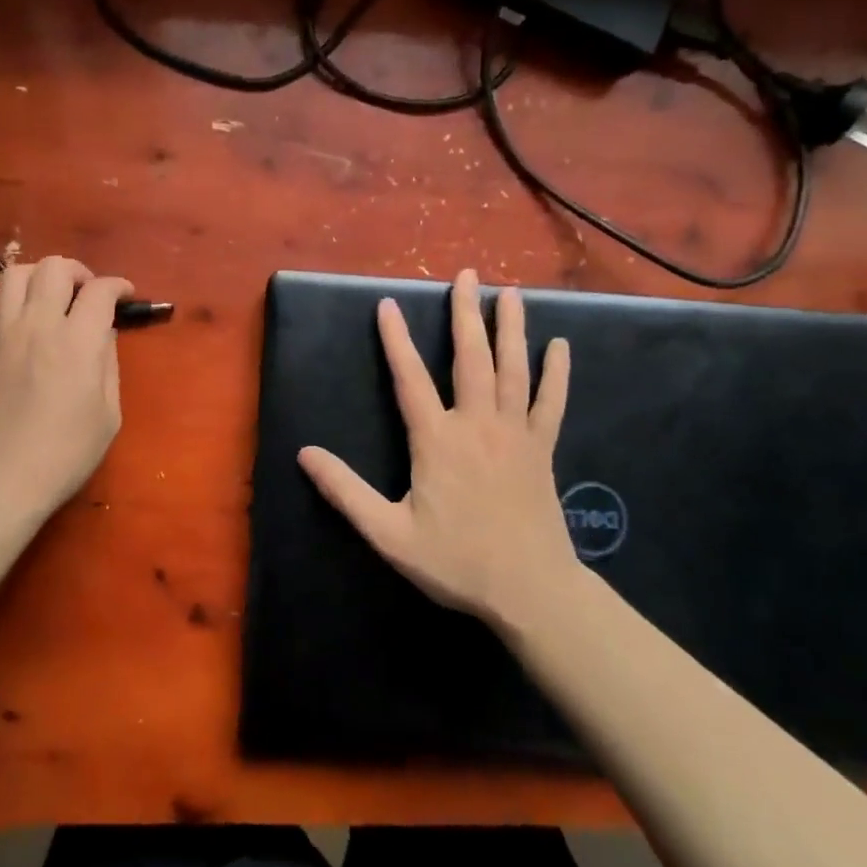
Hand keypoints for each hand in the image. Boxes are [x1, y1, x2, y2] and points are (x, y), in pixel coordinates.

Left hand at [0, 257, 133, 518]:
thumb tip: (103, 334)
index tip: (124, 295)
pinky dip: (10, 302)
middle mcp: (37, 325)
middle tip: (87, 293)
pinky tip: (20, 323)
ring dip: (40, 278)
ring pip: (15, 273)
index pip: (99, 290)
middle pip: (55, 267)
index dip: (117, 286)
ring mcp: (0, 333)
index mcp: (77, 342)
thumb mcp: (108, 414)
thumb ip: (108, 364)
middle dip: (78, 272)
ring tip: (50, 299)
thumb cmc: (64, 454)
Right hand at [297, 268, 580, 633]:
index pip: (410, 378)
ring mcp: (515, 434)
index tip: (387, 304)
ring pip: (513, 370)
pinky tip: (561, 347)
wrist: (530, 590)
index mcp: (436, 440)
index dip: (396, 340)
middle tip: (468, 275)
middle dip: (465, 314)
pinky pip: (552, 403)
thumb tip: (304, 454)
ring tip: (510, 293)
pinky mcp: (542, 449)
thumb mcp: (388, 533)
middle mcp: (477, 424)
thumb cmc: (456, 562)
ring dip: (511, 328)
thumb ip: (345, 492)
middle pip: (470, 358)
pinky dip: (557, 374)